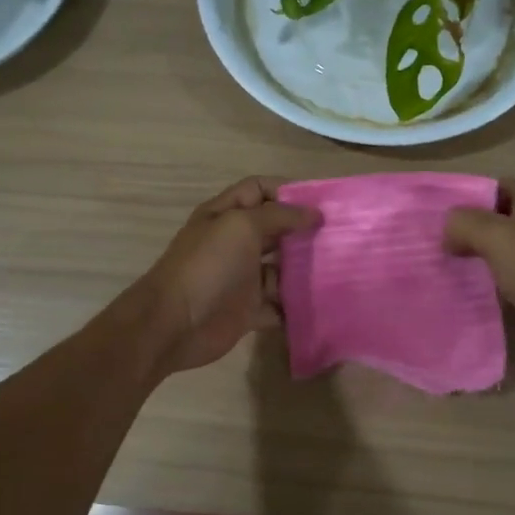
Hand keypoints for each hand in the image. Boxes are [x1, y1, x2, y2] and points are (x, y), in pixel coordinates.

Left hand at [137, 177, 321, 373]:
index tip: (321, 202)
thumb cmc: (207, 266)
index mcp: (226, 215)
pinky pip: (278, 306)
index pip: (258, 190)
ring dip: (304, 270)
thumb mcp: (241, 227)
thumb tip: (314, 214)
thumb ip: (279, 216)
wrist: (173, 324)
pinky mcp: (247, 311)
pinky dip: (295, 307)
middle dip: (303, 231)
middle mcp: (234, 243)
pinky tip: (322, 303)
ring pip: (280, 269)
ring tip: (340, 270)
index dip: (287, 191)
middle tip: (341, 236)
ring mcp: (241, 278)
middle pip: (274, 230)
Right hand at [444, 179, 514, 361]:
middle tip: (444, 244)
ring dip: (484, 257)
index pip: (501, 186)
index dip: (473, 197)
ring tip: (454, 266)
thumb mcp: (494, 236)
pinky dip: (497, 281)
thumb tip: (448, 230)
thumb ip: (464, 223)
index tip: (445, 217)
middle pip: (503, 219)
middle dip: (474, 230)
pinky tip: (477, 289)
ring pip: (508, 250)